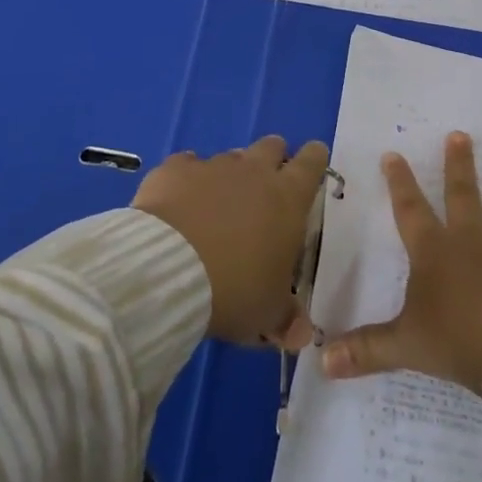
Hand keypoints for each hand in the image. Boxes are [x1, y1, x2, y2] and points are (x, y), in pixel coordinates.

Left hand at [132, 135, 328, 346]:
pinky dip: (187, 179)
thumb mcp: (267, 313)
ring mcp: (212, 166)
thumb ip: (287, 318)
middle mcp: (254, 171)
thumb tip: (303, 335)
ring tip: (218, 206)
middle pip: (272, 147)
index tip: (311, 166)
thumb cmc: (234, 290)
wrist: (167, 270)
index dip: (313, 161)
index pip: (312, 163)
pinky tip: (179, 202)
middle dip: (272, 161)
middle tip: (264, 189)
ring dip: (230, 175)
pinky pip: (186, 165)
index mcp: (288, 198)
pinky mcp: (174, 169)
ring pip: (230, 157)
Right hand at [322, 132, 481, 393]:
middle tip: (462, 134)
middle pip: (463, 197)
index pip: (410, 209)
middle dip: (460, 166)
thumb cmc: (454, 340)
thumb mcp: (404, 345)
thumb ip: (366, 351)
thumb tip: (321, 361)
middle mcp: (471, 245)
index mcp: (435, 252)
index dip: (399, 182)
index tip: (393, 153)